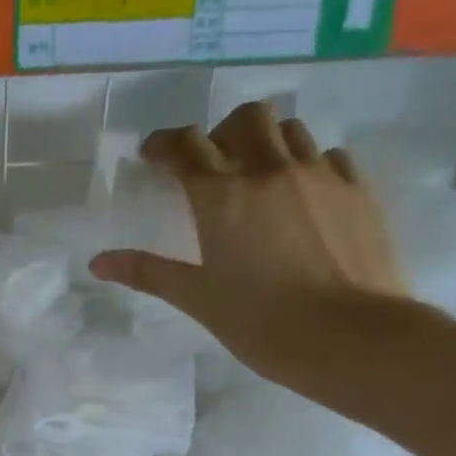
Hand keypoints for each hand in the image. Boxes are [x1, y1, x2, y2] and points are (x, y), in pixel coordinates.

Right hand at [89, 102, 409, 382]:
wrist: (352, 337)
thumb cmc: (262, 322)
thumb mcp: (198, 299)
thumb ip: (148, 272)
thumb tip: (97, 262)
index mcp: (223, 196)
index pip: (186, 146)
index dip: (165, 143)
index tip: (153, 155)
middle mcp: (271, 170)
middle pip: (246, 118)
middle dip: (221, 132)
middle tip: (212, 165)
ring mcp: (320, 174)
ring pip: (290, 130)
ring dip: (266, 143)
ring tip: (258, 179)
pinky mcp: (357, 189)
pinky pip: (327, 156)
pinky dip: (306, 165)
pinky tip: (302, 198)